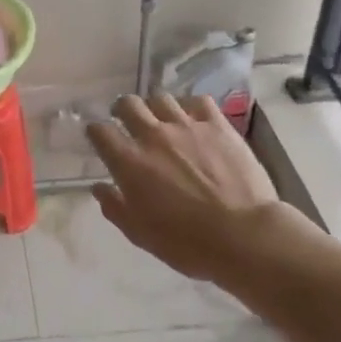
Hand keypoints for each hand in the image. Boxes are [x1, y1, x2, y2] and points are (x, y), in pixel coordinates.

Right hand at [87, 94, 287, 283]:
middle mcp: (153, 135)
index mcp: (129, 161)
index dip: (96, 133)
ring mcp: (187, 126)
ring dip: (155, 108)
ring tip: (161, 120)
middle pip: (128, 104)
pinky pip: (198, 101)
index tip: (100, 140)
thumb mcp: (140, 234)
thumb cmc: (187, 242)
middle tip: (128, 122)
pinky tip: (194, 119)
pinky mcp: (218, 125)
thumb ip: (115, 207)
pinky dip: (190, 106)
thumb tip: (100, 188)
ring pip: (161, 99)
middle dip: (122, 110)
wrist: (244, 236)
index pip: (99, 131)